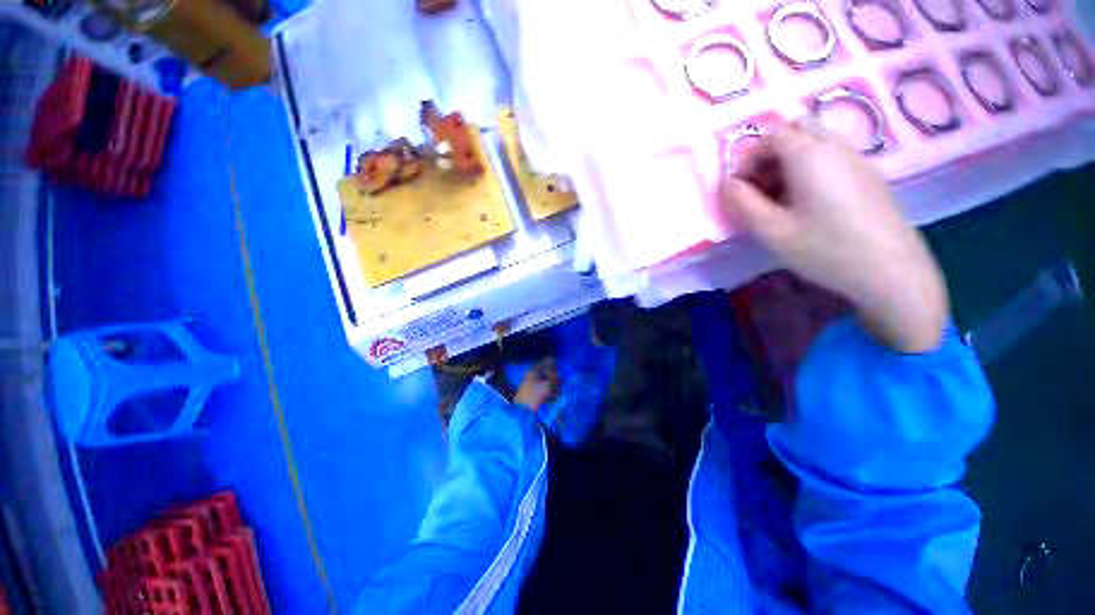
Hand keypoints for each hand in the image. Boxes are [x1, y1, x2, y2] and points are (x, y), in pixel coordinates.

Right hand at [720, 120, 948, 353]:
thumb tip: (728, 184)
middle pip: (796, 131)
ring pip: (815, 142)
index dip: (749, 159)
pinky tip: (809, 204)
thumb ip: (742, 203)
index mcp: (809, 155)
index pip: (771, 136)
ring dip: (790, 162)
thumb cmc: (824, 248)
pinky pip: (832, 157)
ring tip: (783, 200)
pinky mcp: (868, 175)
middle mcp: (835, 146)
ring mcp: (856, 159)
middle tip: (762, 188)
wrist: (890, 269)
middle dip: (771, 155)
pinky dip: (810, 169)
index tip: (743, 189)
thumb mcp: (771, 230)